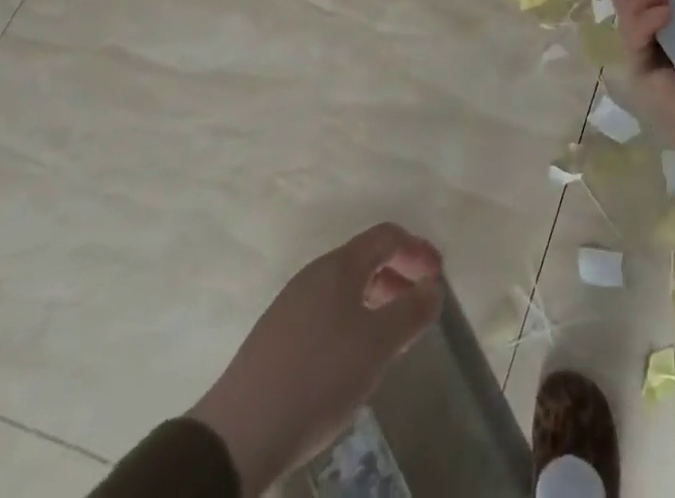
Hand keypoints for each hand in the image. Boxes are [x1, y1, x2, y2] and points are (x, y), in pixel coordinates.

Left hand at [188, 223, 442, 495]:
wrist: (236, 437)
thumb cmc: (319, 376)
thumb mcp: (378, 345)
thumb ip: (412, 311)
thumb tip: (432, 288)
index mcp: (339, 266)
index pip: (387, 236)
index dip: (417, 249)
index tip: (438, 275)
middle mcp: (313, 276)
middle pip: (364, 260)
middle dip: (397, 277)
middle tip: (417, 307)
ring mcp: (289, 307)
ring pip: (344, 290)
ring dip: (375, 303)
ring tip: (390, 339)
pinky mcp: (275, 339)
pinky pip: (325, 314)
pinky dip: (350, 323)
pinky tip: (351, 362)